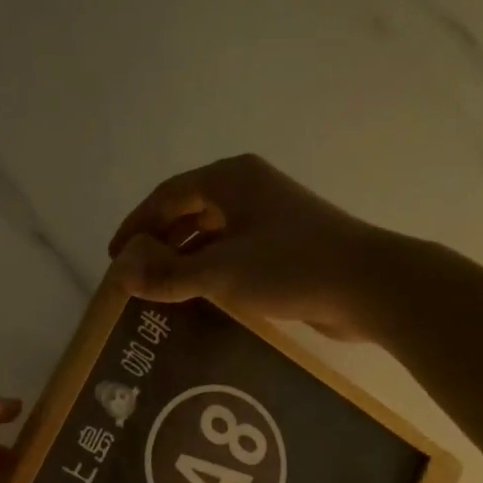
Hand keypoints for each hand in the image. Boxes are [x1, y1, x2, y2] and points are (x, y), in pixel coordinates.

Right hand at [107, 153, 380, 338]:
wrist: (367, 286)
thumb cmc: (290, 267)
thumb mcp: (220, 272)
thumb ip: (168, 273)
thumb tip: (121, 273)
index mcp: (230, 180)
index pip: (167, 196)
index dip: (136, 226)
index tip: (114, 258)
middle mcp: (247, 191)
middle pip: (188, 213)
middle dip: (158, 245)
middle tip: (134, 280)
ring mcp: (268, 219)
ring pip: (210, 237)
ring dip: (183, 263)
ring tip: (158, 295)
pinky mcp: (283, 248)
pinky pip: (232, 256)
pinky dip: (209, 274)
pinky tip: (197, 302)